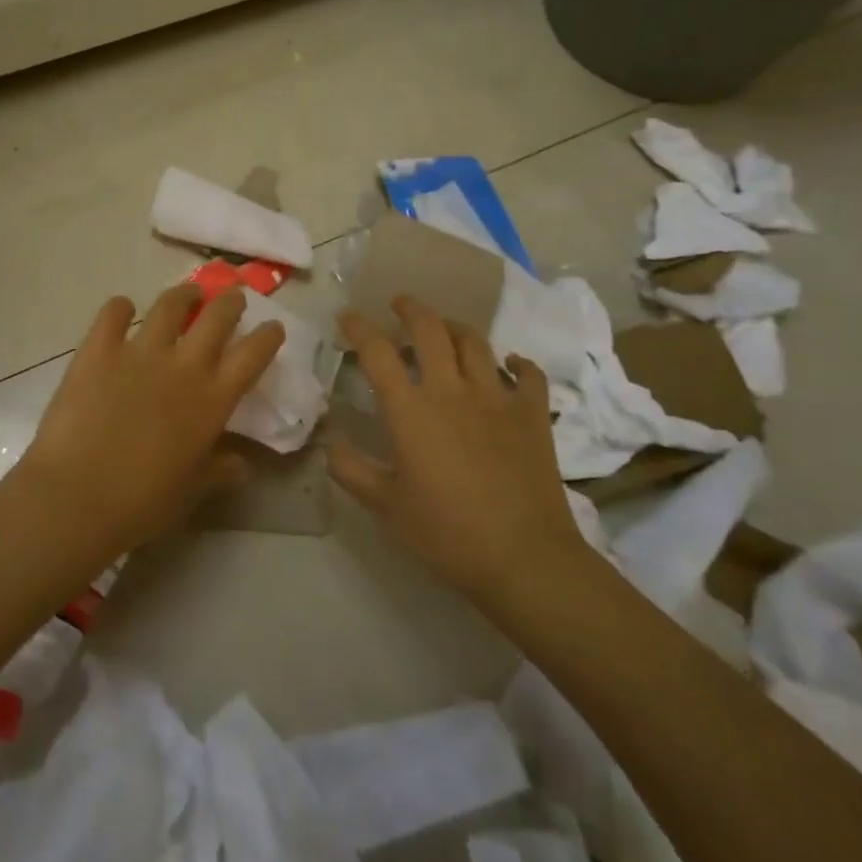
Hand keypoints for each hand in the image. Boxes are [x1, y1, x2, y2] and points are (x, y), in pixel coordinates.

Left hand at [12, 284, 285, 555]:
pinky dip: (120, 307)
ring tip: (189, 292)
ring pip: (170, 305)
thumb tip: (243, 464)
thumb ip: (220, 470)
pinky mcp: (98, 349)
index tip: (272, 326)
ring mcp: (139, 352)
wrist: (77, 496)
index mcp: (212, 400)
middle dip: (230, 302)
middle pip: (217, 317)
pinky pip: (113, 313)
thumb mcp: (192, 491)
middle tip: (232, 298)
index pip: (252, 355)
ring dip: (184, 294)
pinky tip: (123, 309)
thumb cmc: (142, 501)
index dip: (267, 336)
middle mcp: (182, 366)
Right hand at [328, 297, 583, 602]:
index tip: (347, 316)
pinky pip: (528, 374)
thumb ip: (351, 470)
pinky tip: (510, 364)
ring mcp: (497, 397)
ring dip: (455, 328)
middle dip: (411, 309)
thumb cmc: (446, 533)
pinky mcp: (533, 414)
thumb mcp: (385, 507)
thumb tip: (328, 444)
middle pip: (430, 329)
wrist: (524, 558)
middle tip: (400, 303)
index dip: (359, 327)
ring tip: (445, 328)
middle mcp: (451, 390)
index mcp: (410, 410)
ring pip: (475, 342)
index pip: (377, 352)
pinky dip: (518, 363)